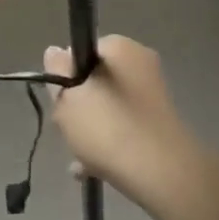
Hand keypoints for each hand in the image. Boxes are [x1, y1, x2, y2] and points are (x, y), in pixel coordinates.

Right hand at [44, 36, 197, 203]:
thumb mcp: (68, 98)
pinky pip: (126, 125)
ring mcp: (154, 92)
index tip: (61, 102)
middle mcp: (140, 61)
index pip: (83, 51)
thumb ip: (57, 71)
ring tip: (79, 160)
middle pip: (96, 80)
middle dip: (79, 106)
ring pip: (110, 106)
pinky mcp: (161, 121)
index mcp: (120, 46)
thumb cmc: (109, 128)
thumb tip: (56, 51)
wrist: (162, 174)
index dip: (67, 76)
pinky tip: (92, 170)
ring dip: (92, 129)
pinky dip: (110, 142)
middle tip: (69, 132)